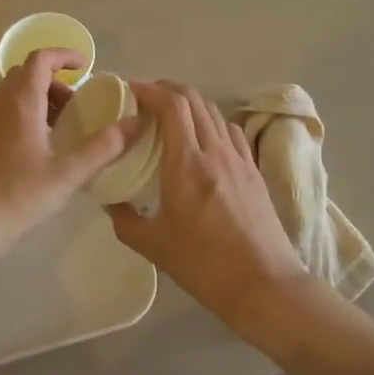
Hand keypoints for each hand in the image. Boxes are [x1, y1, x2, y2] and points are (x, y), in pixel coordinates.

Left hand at [0, 49, 135, 250]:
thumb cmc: (17, 196)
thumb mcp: (67, 174)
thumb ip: (103, 147)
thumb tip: (135, 124)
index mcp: (21, 103)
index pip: (40, 59)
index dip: (64, 55)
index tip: (87, 66)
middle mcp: (2, 106)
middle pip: (26, 74)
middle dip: (55, 79)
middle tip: (78, 103)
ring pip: (15, 94)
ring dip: (42, 98)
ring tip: (66, 126)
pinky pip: (8, 114)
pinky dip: (29, 115)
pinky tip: (45, 148)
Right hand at [111, 81, 306, 322]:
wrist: (264, 285)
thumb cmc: (204, 265)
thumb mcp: (153, 246)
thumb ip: (124, 219)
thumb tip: (109, 200)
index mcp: (186, 164)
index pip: (171, 106)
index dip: (150, 90)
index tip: (130, 91)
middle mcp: (214, 151)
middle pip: (193, 99)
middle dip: (167, 89)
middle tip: (145, 99)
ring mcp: (238, 158)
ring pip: (213, 111)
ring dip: (190, 103)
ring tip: (170, 115)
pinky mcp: (254, 170)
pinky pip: (230, 131)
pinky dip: (211, 121)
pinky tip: (203, 137)